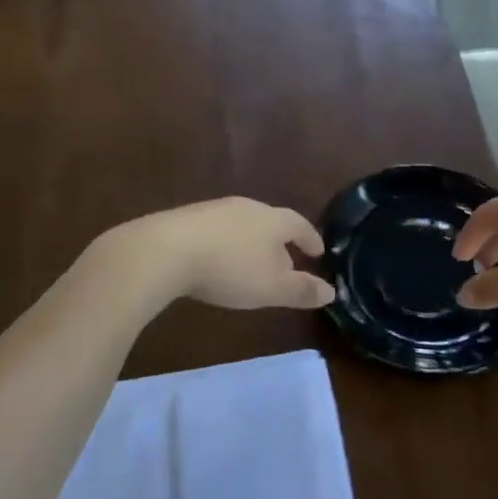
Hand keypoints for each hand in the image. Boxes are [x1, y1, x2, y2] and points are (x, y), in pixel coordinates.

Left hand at [119, 198, 334, 310]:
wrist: (166, 251)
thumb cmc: (230, 269)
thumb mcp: (272, 288)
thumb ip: (302, 289)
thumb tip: (331, 291)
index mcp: (273, 219)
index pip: (300, 225)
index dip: (311, 239)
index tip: (318, 251)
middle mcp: (247, 207)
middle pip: (271, 221)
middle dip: (280, 241)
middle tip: (287, 260)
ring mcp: (215, 209)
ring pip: (243, 224)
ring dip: (252, 242)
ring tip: (252, 263)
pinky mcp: (188, 218)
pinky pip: (217, 230)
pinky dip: (226, 244)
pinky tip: (218, 260)